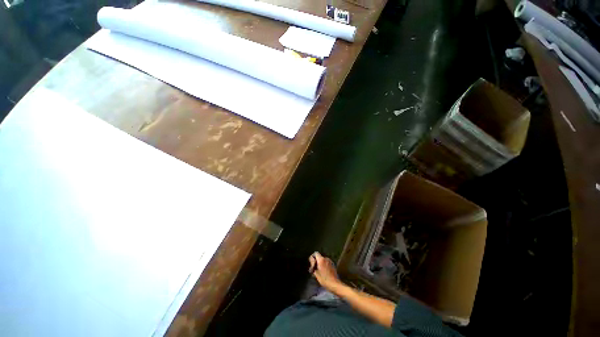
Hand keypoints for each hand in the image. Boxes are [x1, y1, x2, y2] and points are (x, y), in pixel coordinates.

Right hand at [308, 252, 340, 290]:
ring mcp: (330, 261)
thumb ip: (313, 266)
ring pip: (323, 260)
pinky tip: (324, 272)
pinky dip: (324, 265)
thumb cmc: (324, 279)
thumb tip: (312, 263)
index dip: (312, 257)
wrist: (334, 284)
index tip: (311, 264)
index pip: (315, 253)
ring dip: (320, 264)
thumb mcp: (316, 273)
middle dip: (316, 262)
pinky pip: (326, 262)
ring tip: (319, 271)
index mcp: (321, 259)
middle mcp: (326, 258)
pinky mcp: (333, 264)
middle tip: (314, 269)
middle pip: (319, 257)